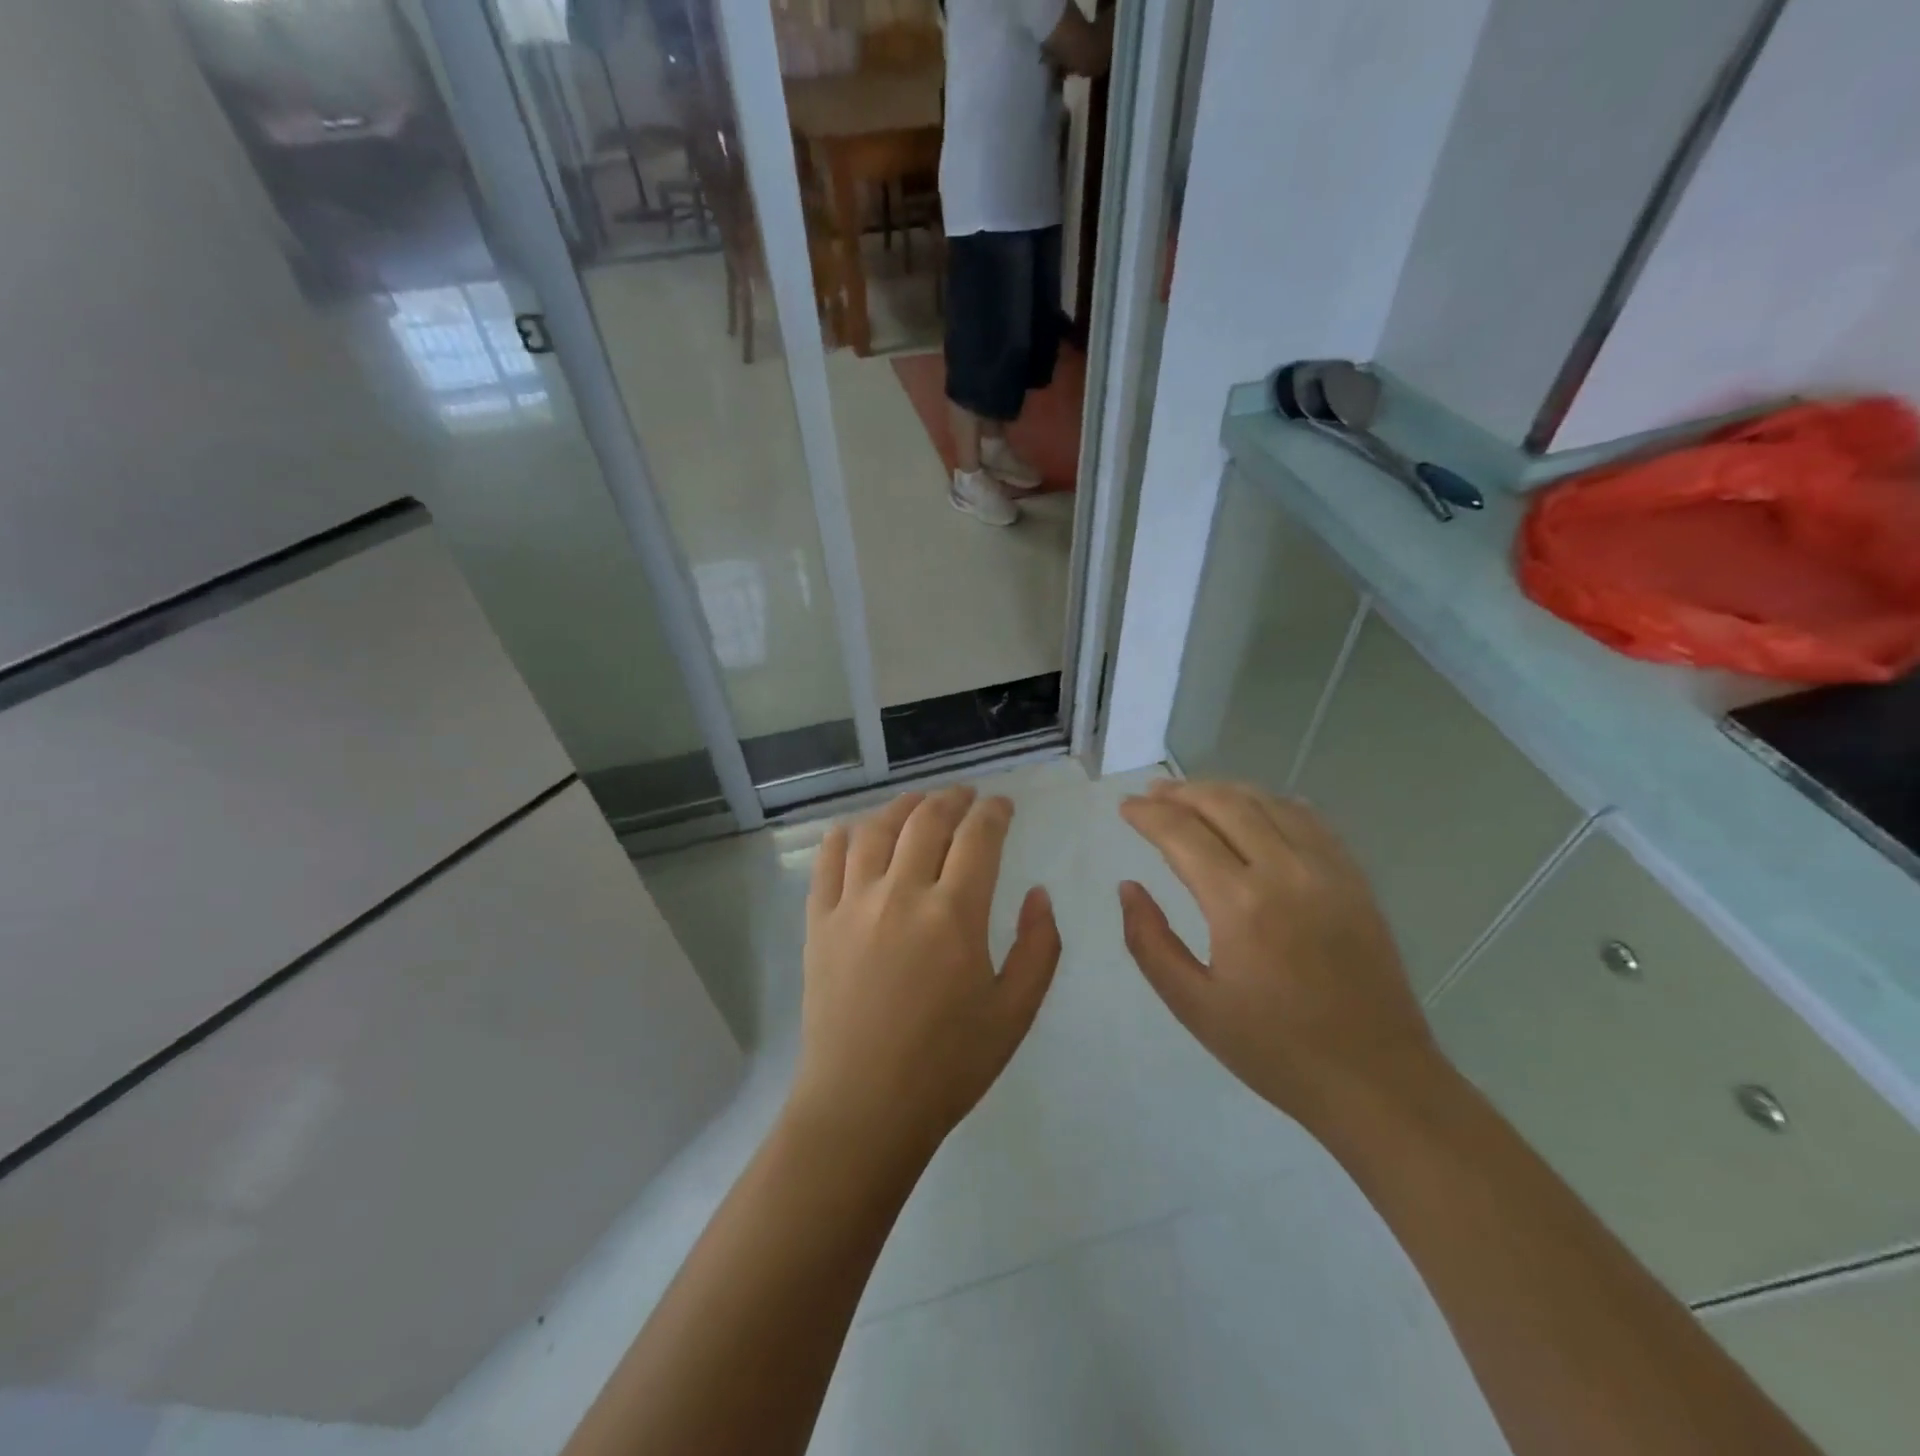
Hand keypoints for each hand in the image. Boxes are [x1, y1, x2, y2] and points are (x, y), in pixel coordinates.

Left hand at [790, 787, 1061, 1162]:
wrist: (864, 1107)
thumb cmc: (948, 1064)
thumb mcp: (1015, 1013)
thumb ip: (1039, 947)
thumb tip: (1039, 893)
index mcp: (954, 914)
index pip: (978, 837)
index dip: (993, 812)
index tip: (1002, 806)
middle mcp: (901, 894)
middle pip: (926, 820)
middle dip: (952, 799)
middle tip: (966, 797)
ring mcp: (853, 904)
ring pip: (875, 830)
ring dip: (902, 807)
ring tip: (918, 804)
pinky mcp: (819, 922)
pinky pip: (828, 861)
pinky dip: (845, 835)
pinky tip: (856, 831)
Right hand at [1118, 779, 1437, 1119]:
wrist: (1376, 1080)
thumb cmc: (1274, 1050)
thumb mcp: (1192, 1005)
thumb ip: (1149, 941)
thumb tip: (1128, 888)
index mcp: (1240, 905)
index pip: (1182, 833)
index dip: (1148, 814)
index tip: (1125, 808)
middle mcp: (1285, 871)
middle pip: (1225, 804)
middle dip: (1181, 792)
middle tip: (1152, 794)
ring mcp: (1328, 870)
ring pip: (1268, 802)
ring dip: (1223, 790)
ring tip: (1193, 795)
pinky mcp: (1355, 880)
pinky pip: (1309, 820)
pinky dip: (1272, 803)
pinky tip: (1256, 809)